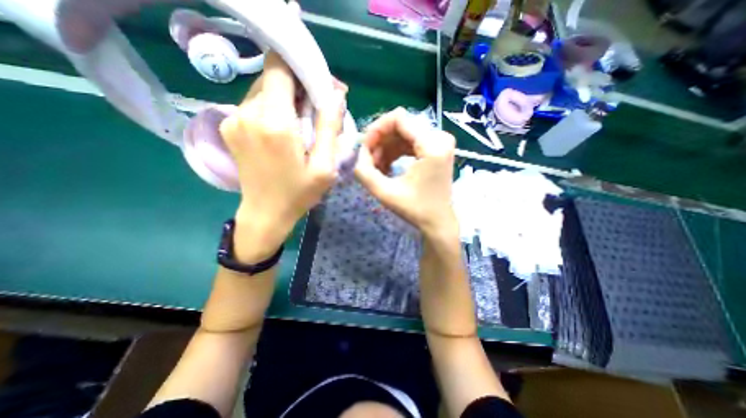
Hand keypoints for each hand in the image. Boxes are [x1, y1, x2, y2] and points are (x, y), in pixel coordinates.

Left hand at [219, 50, 346, 261]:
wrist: (266, 213)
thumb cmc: (299, 193)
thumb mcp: (325, 166)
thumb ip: (330, 127)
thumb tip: (336, 92)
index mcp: (274, 123)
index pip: (280, 67)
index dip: (302, 67)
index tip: (320, 86)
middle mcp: (248, 113)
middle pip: (274, 77)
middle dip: (299, 86)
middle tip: (318, 108)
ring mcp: (234, 118)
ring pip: (264, 89)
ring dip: (287, 98)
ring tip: (304, 122)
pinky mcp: (230, 125)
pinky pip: (255, 104)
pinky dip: (274, 108)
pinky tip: (286, 129)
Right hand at [353, 108, 457, 237]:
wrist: (438, 222)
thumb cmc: (415, 210)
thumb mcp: (385, 193)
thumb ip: (364, 171)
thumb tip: (356, 152)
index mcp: (432, 145)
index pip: (398, 118)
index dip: (376, 129)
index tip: (365, 148)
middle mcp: (440, 138)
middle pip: (400, 125)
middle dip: (379, 141)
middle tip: (369, 162)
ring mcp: (440, 142)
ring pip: (403, 133)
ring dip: (386, 148)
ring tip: (377, 168)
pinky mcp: (436, 149)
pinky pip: (410, 141)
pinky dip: (395, 152)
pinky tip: (387, 167)